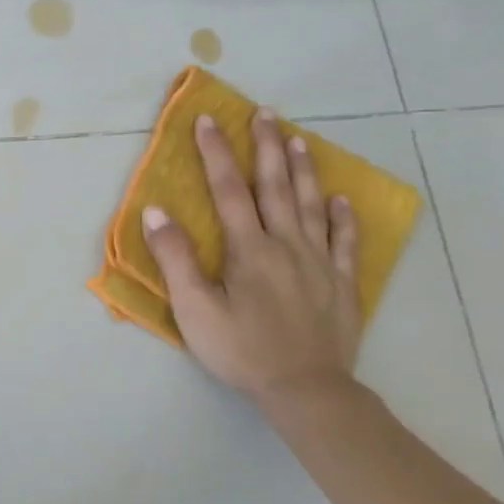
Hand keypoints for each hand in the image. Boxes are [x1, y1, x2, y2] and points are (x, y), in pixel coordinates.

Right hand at [141, 109, 360, 403]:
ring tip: (300, 140)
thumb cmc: (241, 349)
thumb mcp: (195, 308)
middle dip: (268, 147)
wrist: (306, 389)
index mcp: (249, 249)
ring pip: (312, 205)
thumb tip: (157, 212)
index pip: (229, 190)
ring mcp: (320, 262)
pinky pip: (346, 241)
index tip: (209, 120)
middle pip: (276, 187)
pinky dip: (343, 217)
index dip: (217, 153)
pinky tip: (341, 200)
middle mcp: (287, 244)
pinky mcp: (342, 284)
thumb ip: (176, 258)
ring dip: (304, 170)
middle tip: (266, 113)